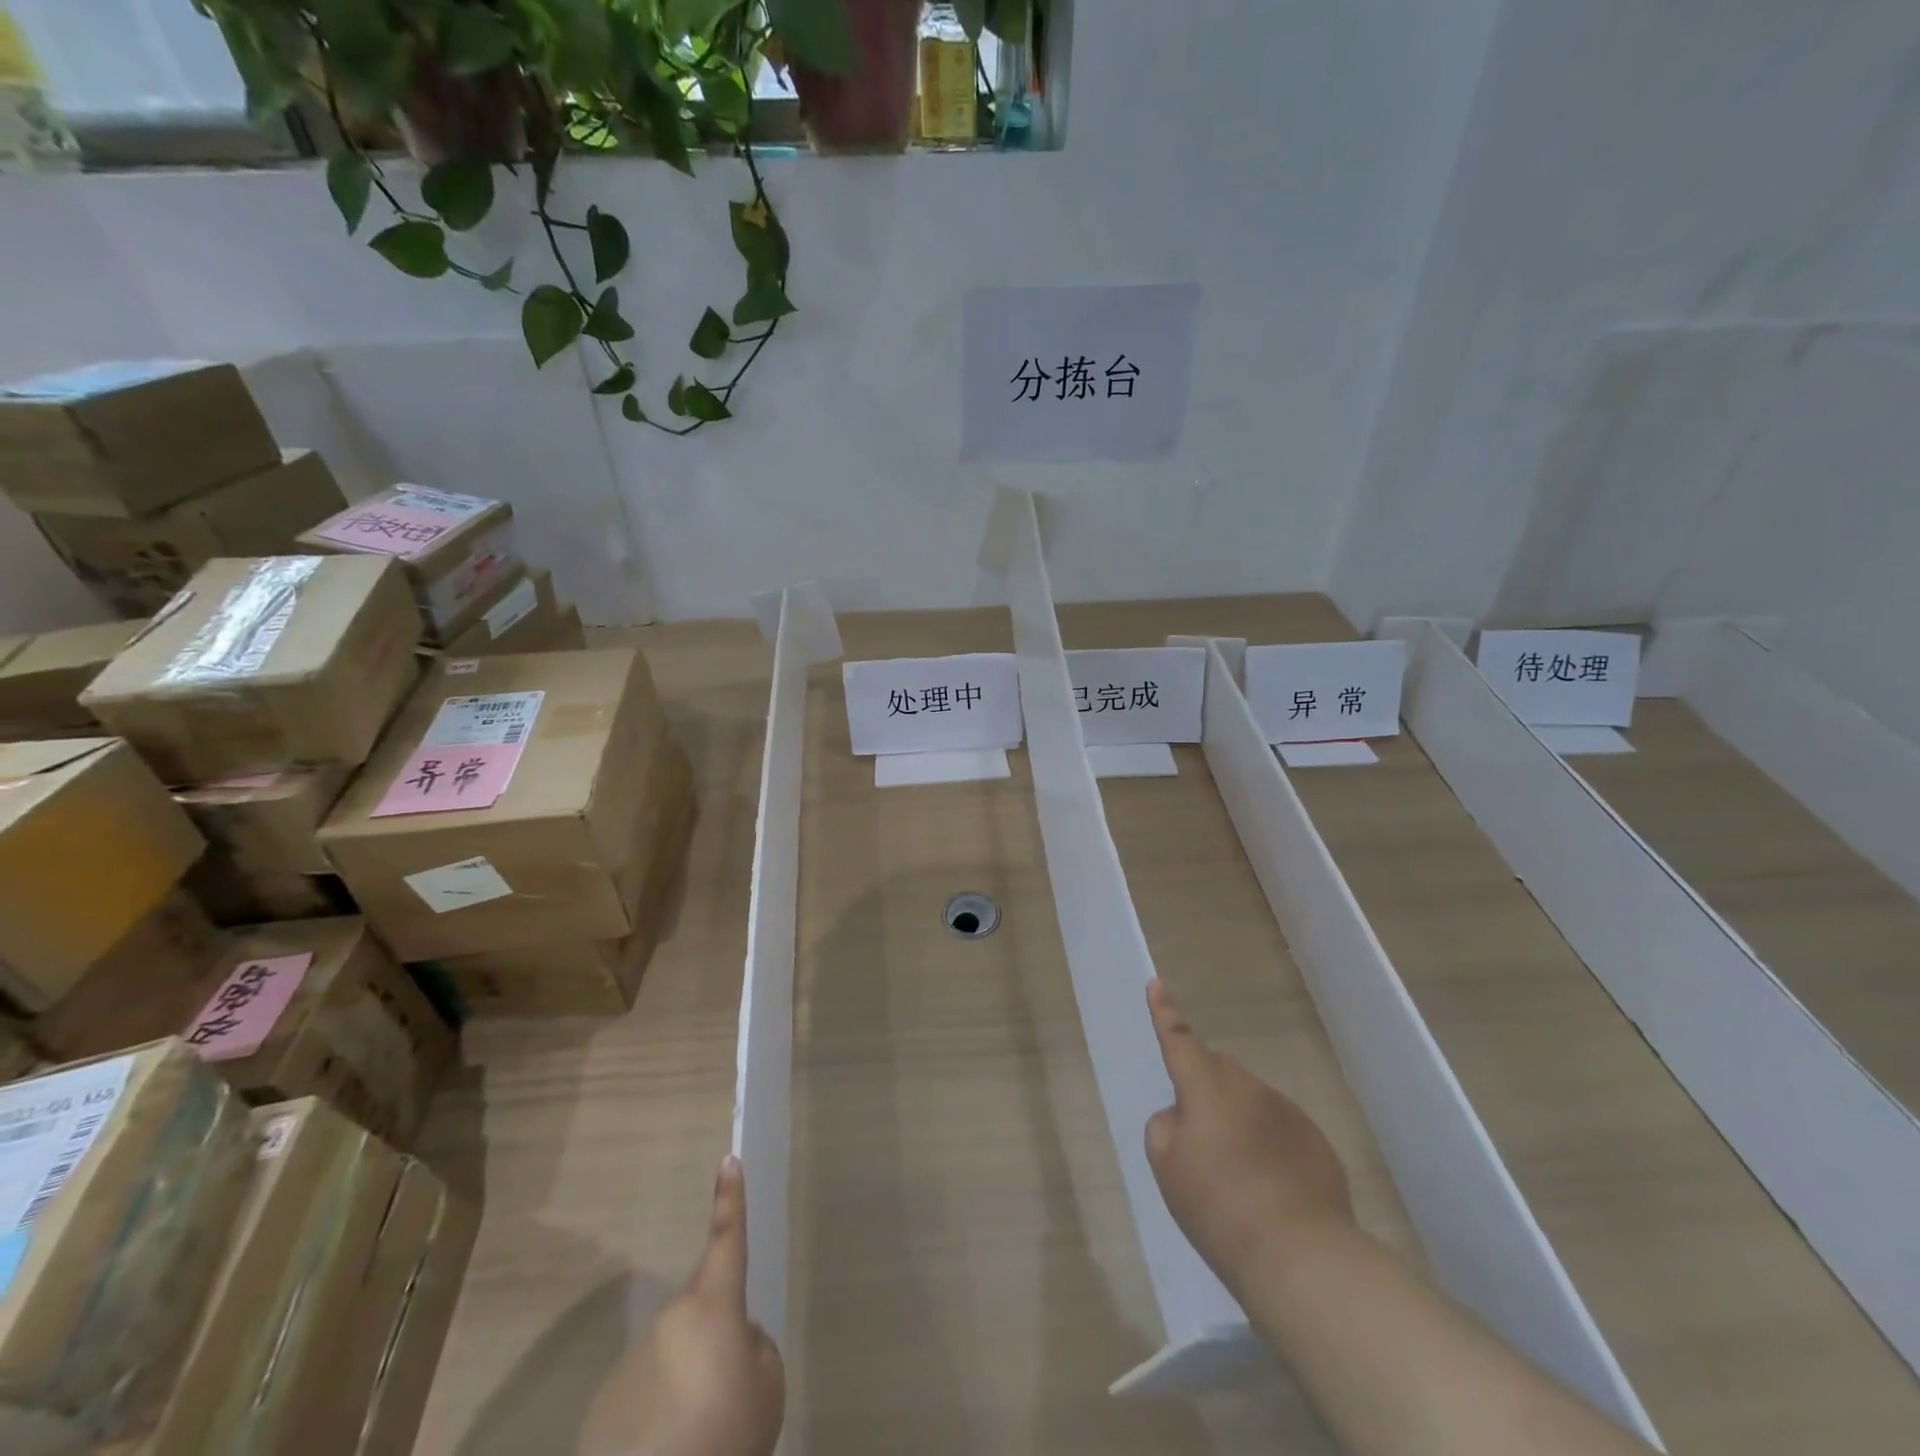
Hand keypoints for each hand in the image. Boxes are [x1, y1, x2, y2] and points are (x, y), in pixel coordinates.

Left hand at [579, 1155, 785, 1455]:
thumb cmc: (725, 1435)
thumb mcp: (768, 1388)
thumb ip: (756, 1348)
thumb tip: (735, 1340)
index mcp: (712, 1307)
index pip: (727, 1239)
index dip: (730, 1199)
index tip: (727, 1160)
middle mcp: (669, 1321)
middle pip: (701, 1316)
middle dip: (715, 1342)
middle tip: (727, 1397)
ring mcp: (631, 1363)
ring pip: (673, 1359)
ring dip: (686, 1386)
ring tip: (696, 1436)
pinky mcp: (603, 1409)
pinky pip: (643, 1399)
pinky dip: (658, 1421)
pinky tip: (666, 1450)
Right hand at [1143, 978, 1354, 1293]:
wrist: (1300, 1256)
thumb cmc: (1219, 1208)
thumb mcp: (1168, 1167)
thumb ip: (1166, 1126)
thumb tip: (1184, 1114)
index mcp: (1206, 1088)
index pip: (1179, 1040)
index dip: (1165, 1013)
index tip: (1157, 984)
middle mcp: (1248, 1087)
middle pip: (1217, 1073)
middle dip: (1205, 1091)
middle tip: (1200, 1139)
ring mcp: (1287, 1112)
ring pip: (1250, 1102)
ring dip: (1238, 1122)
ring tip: (1238, 1178)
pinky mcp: (1316, 1141)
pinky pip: (1280, 1130)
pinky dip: (1269, 1147)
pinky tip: (1271, 1191)